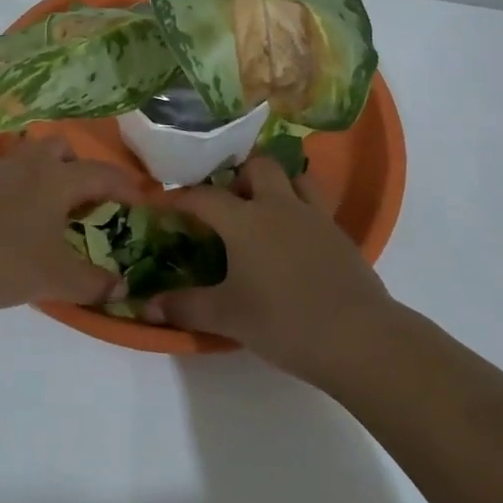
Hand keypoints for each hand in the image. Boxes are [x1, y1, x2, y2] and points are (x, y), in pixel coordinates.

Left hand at [0, 136, 145, 315]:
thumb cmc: (6, 259)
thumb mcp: (57, 279)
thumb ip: (93, 283)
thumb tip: (121, 288)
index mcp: (57, 179)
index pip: (101, 173)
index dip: (125, 185)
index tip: (141, 198)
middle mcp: (28, 168)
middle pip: (58, 147)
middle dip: (78, 165)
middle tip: (86, 197)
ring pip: (28, 160)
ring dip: (46, 177)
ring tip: (52, 212)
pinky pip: (6, 181)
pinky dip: (20, 195)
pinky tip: (16, 226)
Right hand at [143, 155, 396, 377]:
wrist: (356, 336)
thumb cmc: (283, 321)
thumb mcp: (227, 317)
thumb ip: (185, 307)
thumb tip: (146, 307)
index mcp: (245, 221)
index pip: (205, 196)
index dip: (182, 196)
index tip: (166, 200)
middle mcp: (279, 206)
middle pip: (258, 166)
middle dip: (238, 175)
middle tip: (226, 200)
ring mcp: (314, 216)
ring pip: (295, 177)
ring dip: (277, 183)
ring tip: (264, 207)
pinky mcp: (339, 233)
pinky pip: (316, 204)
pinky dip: (300, 208)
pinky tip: (295, 236)